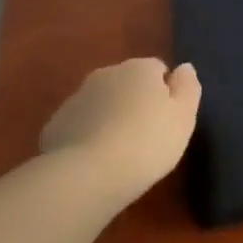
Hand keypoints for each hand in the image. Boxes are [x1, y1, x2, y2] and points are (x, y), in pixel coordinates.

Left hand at [41, 59, 201, 201]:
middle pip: (127, 83)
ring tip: (122, 150)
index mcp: (139, 69)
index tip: (170, 118)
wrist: (88, 174)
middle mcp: (105, 74)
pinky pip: (81, 125)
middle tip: (148, 134)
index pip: (158, 69)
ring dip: (112, 117)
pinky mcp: (55, 125)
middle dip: (136, 101)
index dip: (166, 92)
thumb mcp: (184, 116)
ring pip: (102, 103)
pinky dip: (90, 135)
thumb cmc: (148, 142)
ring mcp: (76, 99)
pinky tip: (98, 160)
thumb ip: (188, 88)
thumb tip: (184, 68)